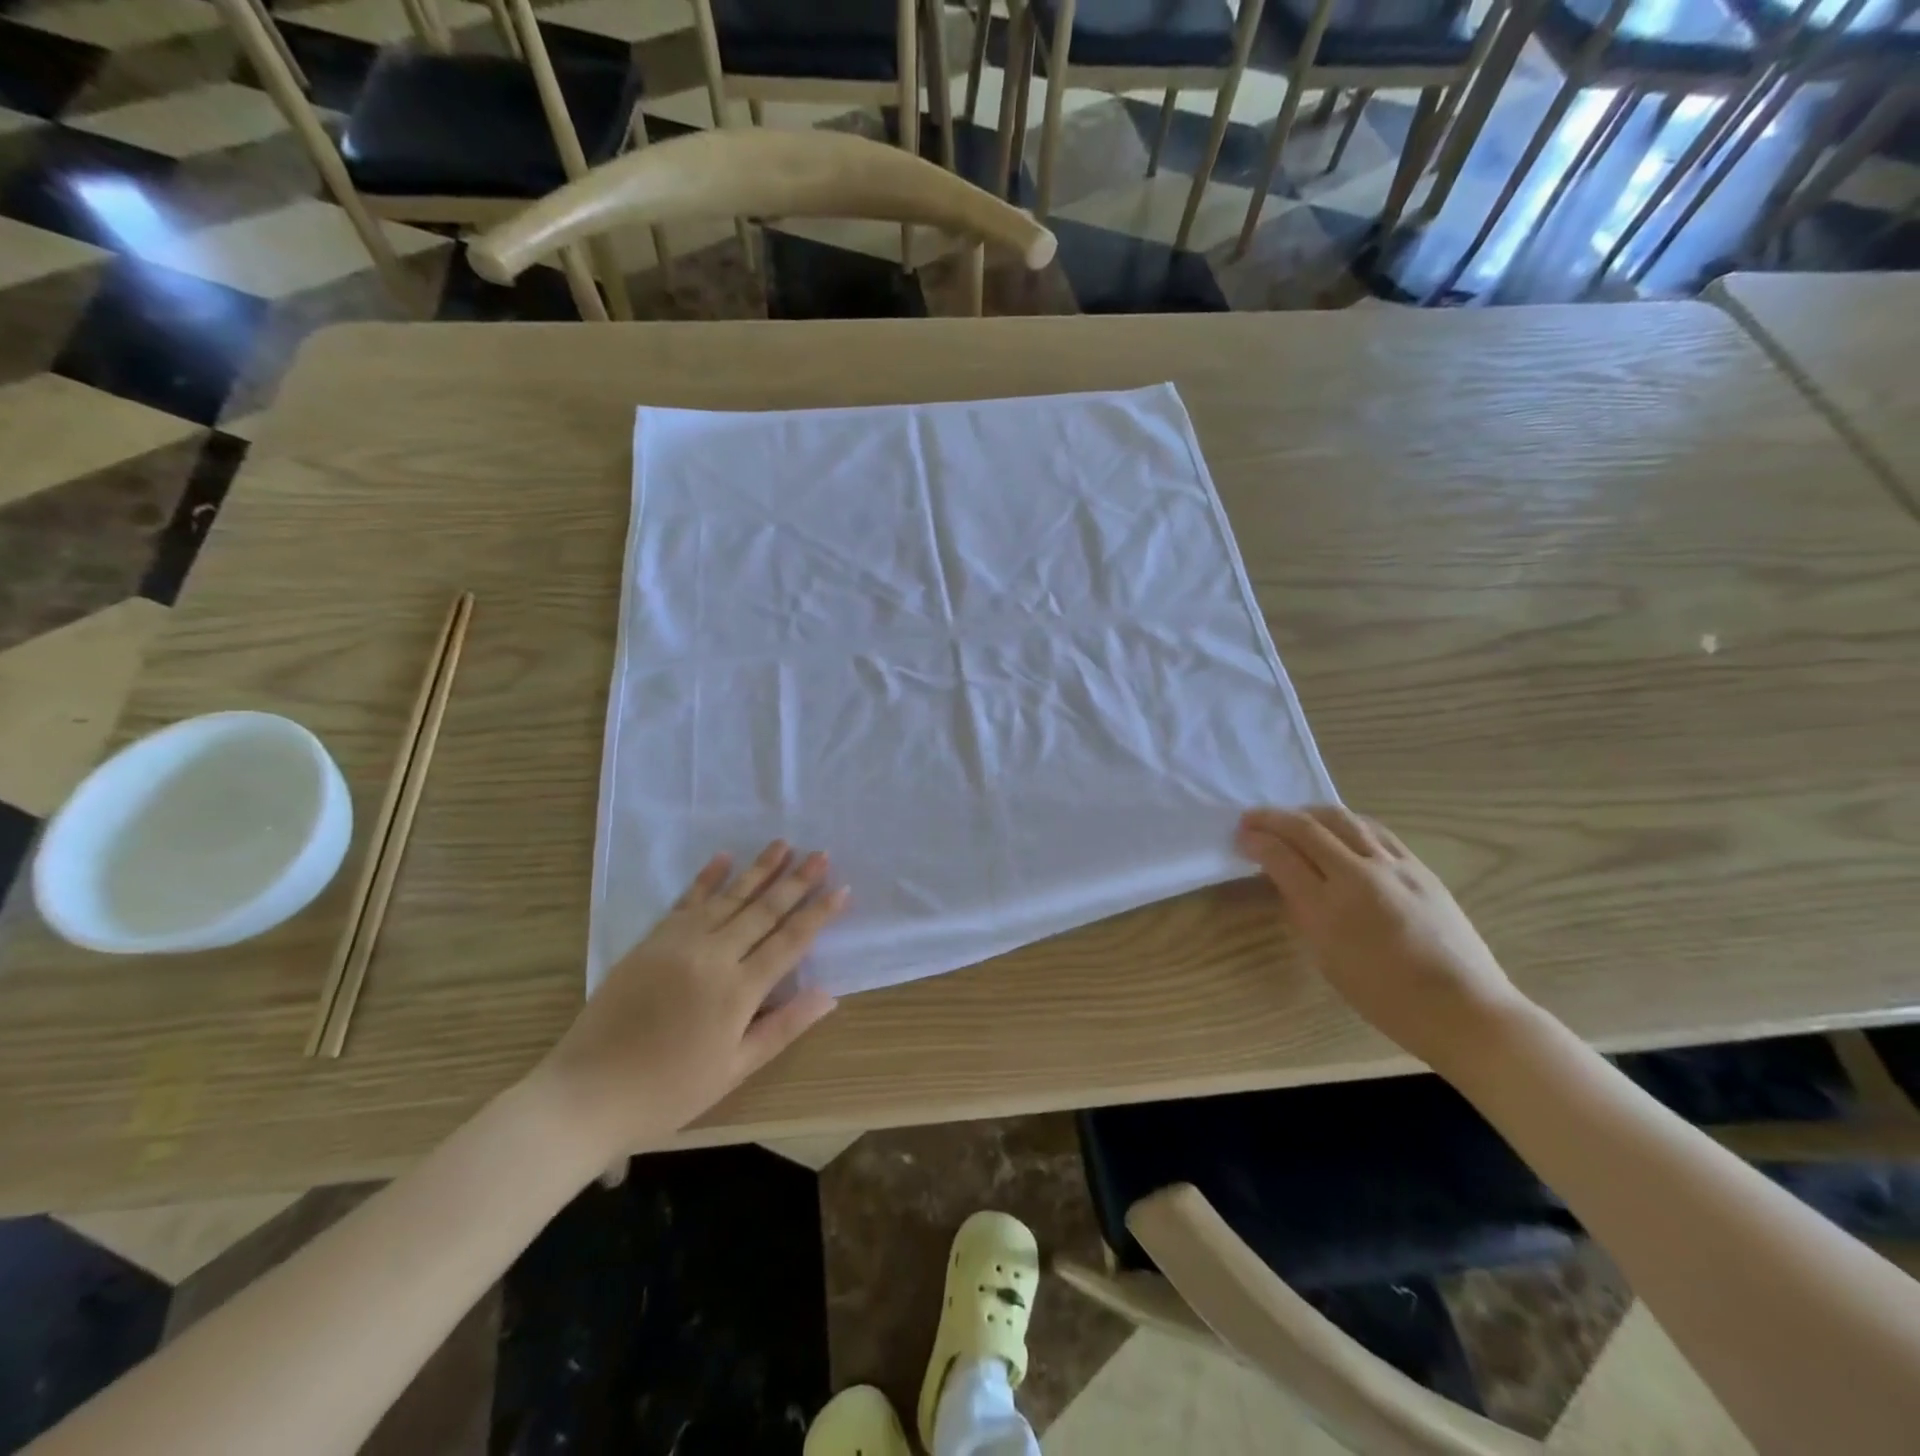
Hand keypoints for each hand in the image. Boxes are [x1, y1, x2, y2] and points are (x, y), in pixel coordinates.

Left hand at [531, 842, 845, 1161]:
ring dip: (759, 869)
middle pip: (763, 910)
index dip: (818, 914)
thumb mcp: (734, 1069)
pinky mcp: (652, 941)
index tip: (842, 889)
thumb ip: (783, 1027)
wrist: (586, 1093)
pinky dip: (707, 878)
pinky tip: (724, 858)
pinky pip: (686, 901)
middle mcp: (713, 956)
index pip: (789, 941)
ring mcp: (679, 943)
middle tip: (821, 855)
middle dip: (796, 881)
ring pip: (729, 897)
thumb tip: (829, 995)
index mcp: (738, 991)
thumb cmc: (668, 1091)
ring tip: (784, 844)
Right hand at [1235, 805, 1529, 1071]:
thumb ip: (1303, 912)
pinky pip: (1373, 830)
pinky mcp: (1419, 866)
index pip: (1281, 857)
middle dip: (1272, 818)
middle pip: (1307, 828)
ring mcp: (1393, 867)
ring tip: (1290, 818)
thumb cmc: (1385, 998)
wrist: (1464, 1009)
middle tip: (1251, 819)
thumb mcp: (1327, 959)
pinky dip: (1344, 822)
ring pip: (1342, 819)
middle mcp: (1359, 877)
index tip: (1240, 838)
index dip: (1256, 841)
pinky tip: (1335, 828)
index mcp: (1330, 909)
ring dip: (1307, 813)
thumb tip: (1286, 879)